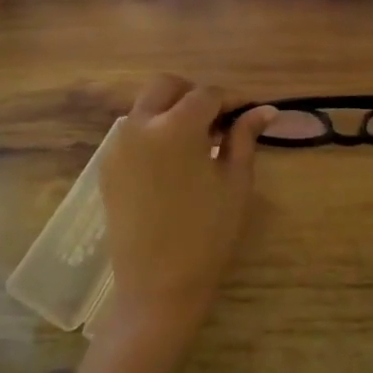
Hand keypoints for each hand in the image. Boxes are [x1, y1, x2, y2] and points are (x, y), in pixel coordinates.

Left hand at [98, 75, 276, 337]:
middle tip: (220, 121)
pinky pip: (132, 132)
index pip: (208, 94)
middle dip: (195, 94)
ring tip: (199, 142)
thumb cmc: (207, 234)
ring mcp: (117, 145)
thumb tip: (264, 109)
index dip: (233, 99)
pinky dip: (154, 132)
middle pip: (167, 86)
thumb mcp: (235, 182)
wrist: (158, 286)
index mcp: (176, 126)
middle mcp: (140, 125)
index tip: (250, 113)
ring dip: (172, 111)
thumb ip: (245, 137)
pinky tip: (174, 161)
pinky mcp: (107, 166)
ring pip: (146, 106)